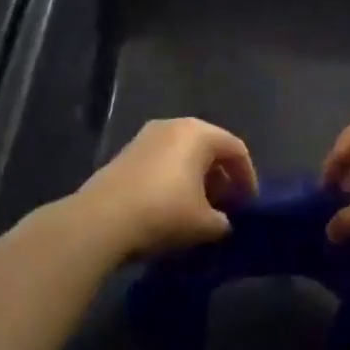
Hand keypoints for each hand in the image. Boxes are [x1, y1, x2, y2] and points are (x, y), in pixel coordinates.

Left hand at [72, 118, 256, 258]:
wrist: (100, 220)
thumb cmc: (163, 213)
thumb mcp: (205, 224)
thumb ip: (223, 221)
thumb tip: (222, 222)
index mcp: (198, 133)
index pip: (236, 149)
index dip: (247, 177)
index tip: (249, 204)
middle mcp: (173, 125)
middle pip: (208, 147)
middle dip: (222, 177)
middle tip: (227, 205)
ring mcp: (145, 137)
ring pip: (183, 154)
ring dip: (197, 178)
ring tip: (200, 208)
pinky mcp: (126, 153)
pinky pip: (162, 161)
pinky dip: (174, 178)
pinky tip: (171, 206)